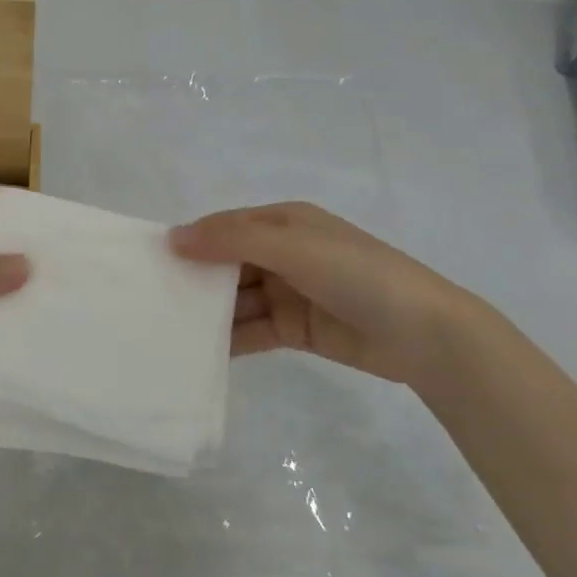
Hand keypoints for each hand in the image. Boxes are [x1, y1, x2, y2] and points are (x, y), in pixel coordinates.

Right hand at [169, 202, 493, 391]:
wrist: (424, 333)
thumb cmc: (356, 274)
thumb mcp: (292, 247)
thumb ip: (232, 240)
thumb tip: (174, 238)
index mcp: (285, 223)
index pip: (226, 227)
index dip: (192, 241)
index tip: (153, 261)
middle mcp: (284, 254)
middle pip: (228, 264)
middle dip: (196, 279)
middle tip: (152, 300)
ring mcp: (290, 292)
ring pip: (238, 300)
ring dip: (209, 312)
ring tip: (167, 329)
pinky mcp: (297, 329)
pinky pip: (253, 330)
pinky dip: (229, 339)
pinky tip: (199, 352)